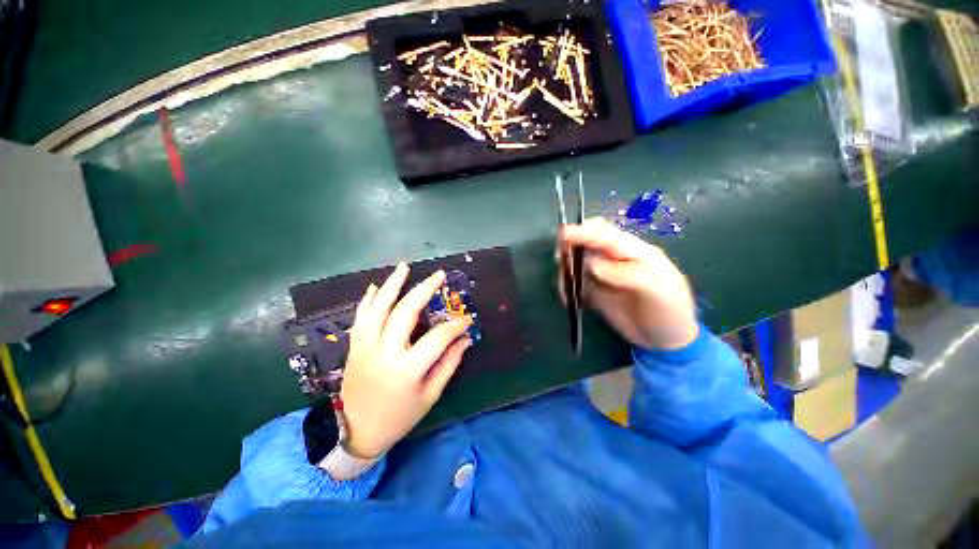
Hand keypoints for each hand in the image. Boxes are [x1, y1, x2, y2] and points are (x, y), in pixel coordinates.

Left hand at [341, 263, 472, 458]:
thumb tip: (465, 339)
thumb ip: (449, 364)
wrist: (356, 431)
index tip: (467, 318)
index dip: (455, 326)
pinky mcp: (354, 346)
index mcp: (407, 369)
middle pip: (406, 312)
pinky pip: (360, 317)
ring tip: (405, 267)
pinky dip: (368, 300)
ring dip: (393, 285)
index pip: (438, 338)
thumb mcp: (430, 395)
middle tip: (439, 275)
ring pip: (379, 308)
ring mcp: (365, 347)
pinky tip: (377, 286)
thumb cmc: (399, 417)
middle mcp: (385, 352)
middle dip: (425, 290)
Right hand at [560, 218, 698, 350]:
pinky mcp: (595, 290)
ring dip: (567, 270)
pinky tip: (569, 299)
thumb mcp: (656, 290)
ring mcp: (603, 274)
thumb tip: (591, 264)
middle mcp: (615, 258)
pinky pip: (576, 283)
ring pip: (577, 263)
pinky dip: (567, 288)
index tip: (563, 235)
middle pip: (587, 242)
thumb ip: (624, 273)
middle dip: (570, 247)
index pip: (605, 235)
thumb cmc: (668, 311)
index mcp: (634, 251)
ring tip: (565, 287)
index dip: (584, 232)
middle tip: (560, 260)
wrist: (666, 340)